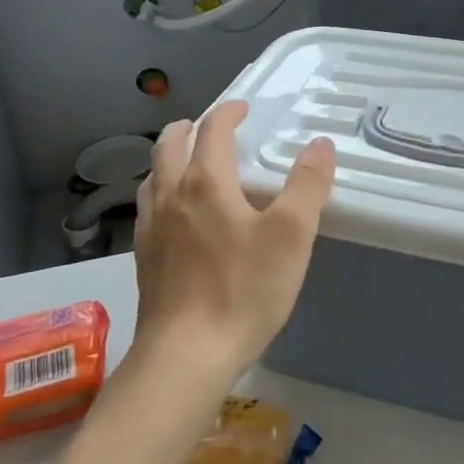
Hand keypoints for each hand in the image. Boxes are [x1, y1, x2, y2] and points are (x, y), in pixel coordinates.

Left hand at [133, 101, 335, 377]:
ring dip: (170, 159)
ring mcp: (151, 229)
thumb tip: (320, 145)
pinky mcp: (144, 259)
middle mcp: (171, 196)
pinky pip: (148, 209)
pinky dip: (162, 193)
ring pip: (153, 176)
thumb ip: (308, 185)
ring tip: (188, 164)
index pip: (212, 131)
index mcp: (206, 183)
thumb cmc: (243, 290)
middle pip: (170, 146)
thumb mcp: (291, 236)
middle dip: (189, 128)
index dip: (228, 113)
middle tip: (209, 126)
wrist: (186, 356)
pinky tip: (175, 216)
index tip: (243, 108)